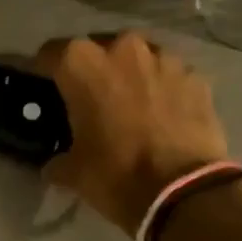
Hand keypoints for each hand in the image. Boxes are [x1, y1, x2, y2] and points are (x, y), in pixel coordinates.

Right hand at [33, 32, 228, 235]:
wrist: (185, 192)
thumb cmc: (117, 175)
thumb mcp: (73, 173)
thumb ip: (58, 160)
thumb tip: (53, 165)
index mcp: (82, 64)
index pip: (51, 53)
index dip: (44, 70)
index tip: (46, 87)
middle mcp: (122, 49)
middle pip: (98, 49)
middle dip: (93, 70)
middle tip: (91, 99)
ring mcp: (164, 59)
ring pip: (138, 58)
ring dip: (131, 75)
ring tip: (131, 104)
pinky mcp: (196, 77)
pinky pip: (170, 76)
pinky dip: (163, 89)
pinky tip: (163, 115)